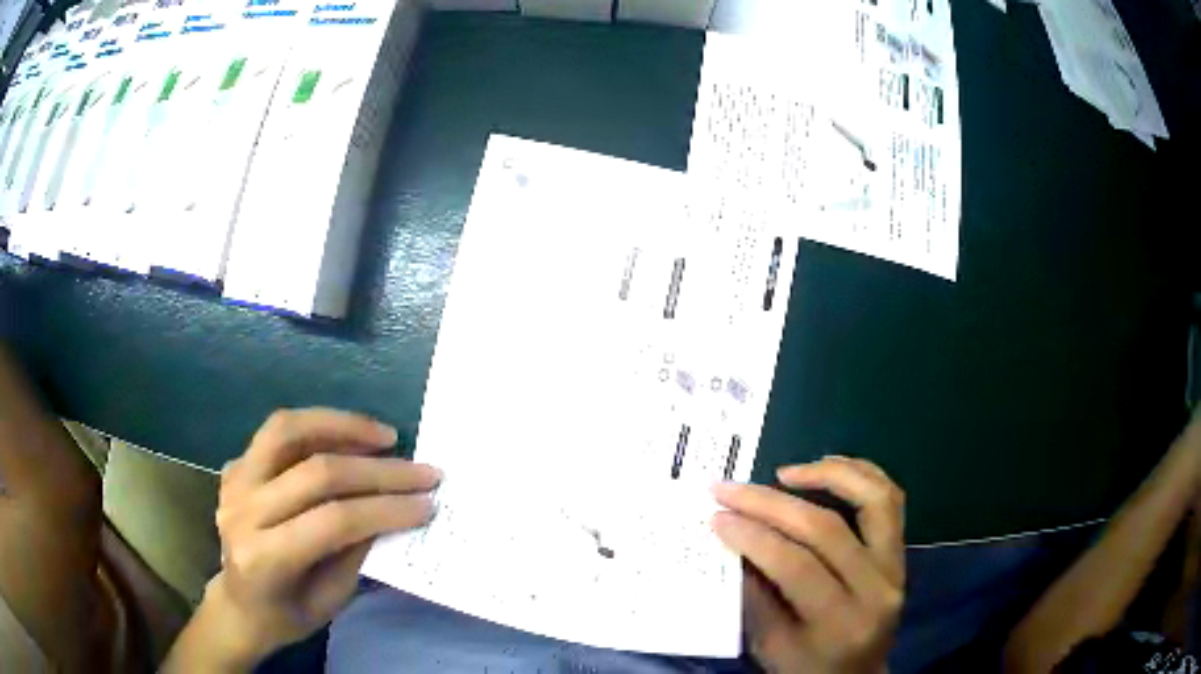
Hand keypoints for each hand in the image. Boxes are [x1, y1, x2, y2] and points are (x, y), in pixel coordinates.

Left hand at [197, 408, 440, 666]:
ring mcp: (235, 481)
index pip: (332, 520)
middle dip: (378, 471)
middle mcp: (243, 511)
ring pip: (288, 430)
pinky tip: (348, 437)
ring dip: (343, 426)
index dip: (384, 508)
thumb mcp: (330, 600)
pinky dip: (318, 427)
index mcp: (265, 558)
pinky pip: (278, 432)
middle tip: (422, 471)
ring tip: (385, 436)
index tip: (427, 504)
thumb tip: (392, 509)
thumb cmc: (285, 615)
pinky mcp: (236, 466)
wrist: (237, 605)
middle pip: (316, 472)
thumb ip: (355, 553)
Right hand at [712, 456, 905, 673]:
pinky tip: (827, 467)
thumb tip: (731, 538)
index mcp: (840, 623)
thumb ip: (753, 594)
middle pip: (826, 530)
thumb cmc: (806, 668)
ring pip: (871, 500)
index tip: (717, 515)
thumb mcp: (768, 645)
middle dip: (771, 504)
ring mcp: (896, 566)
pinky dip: (860, 474)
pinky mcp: (901, 553)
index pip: (797, 567)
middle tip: (730, 489)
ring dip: (826, 476)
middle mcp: (877, 589)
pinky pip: (889, 500)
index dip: (754, 536)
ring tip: (784, 472)